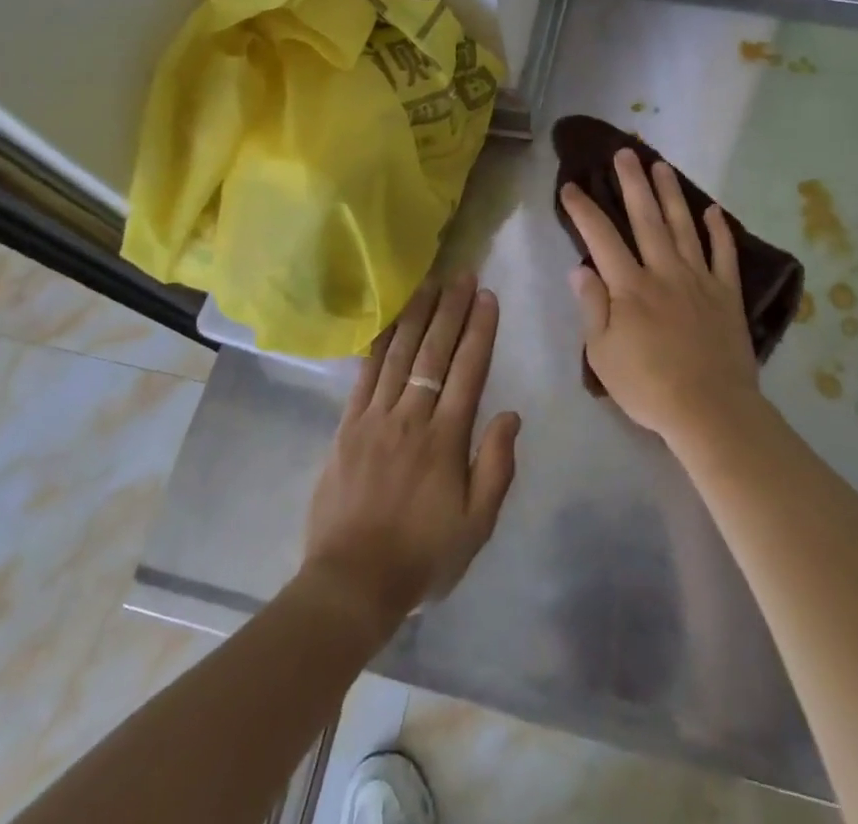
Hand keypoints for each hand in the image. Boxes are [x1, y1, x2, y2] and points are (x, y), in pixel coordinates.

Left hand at [302, 275, 520, 637]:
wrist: (351, 583)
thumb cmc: (422, 555)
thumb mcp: (477, 525)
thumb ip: (496, 467)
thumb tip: (511, 414)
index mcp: (445, 439)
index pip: (467, 371)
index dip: (479, 331)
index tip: (487, 297)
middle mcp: (411, 417)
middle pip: (434, 352)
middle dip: (451, 310)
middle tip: (462, 275)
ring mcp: (374, 418)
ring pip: (399, 354)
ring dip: (417, 315)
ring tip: (429, 283)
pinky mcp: (347, 426)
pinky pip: (365, 375)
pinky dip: (379, 343)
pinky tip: (389, 321)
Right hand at [560, 149, 762, 445]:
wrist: (711, 410)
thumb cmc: (648, 387)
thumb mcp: (602, 354)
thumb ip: (592, 307)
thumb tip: (579, 268)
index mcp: (630, 286)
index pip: (601, 238)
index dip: (583, 210)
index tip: (570, 186)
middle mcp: (664, 272)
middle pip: (646, 218)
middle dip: (632, 182)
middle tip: (625, 152)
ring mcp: (699, 279)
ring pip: (683, 226)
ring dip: (671, 194)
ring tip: (661, 165)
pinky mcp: (726, 294)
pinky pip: (723, 255)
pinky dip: (719, 231)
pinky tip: (712, 211)